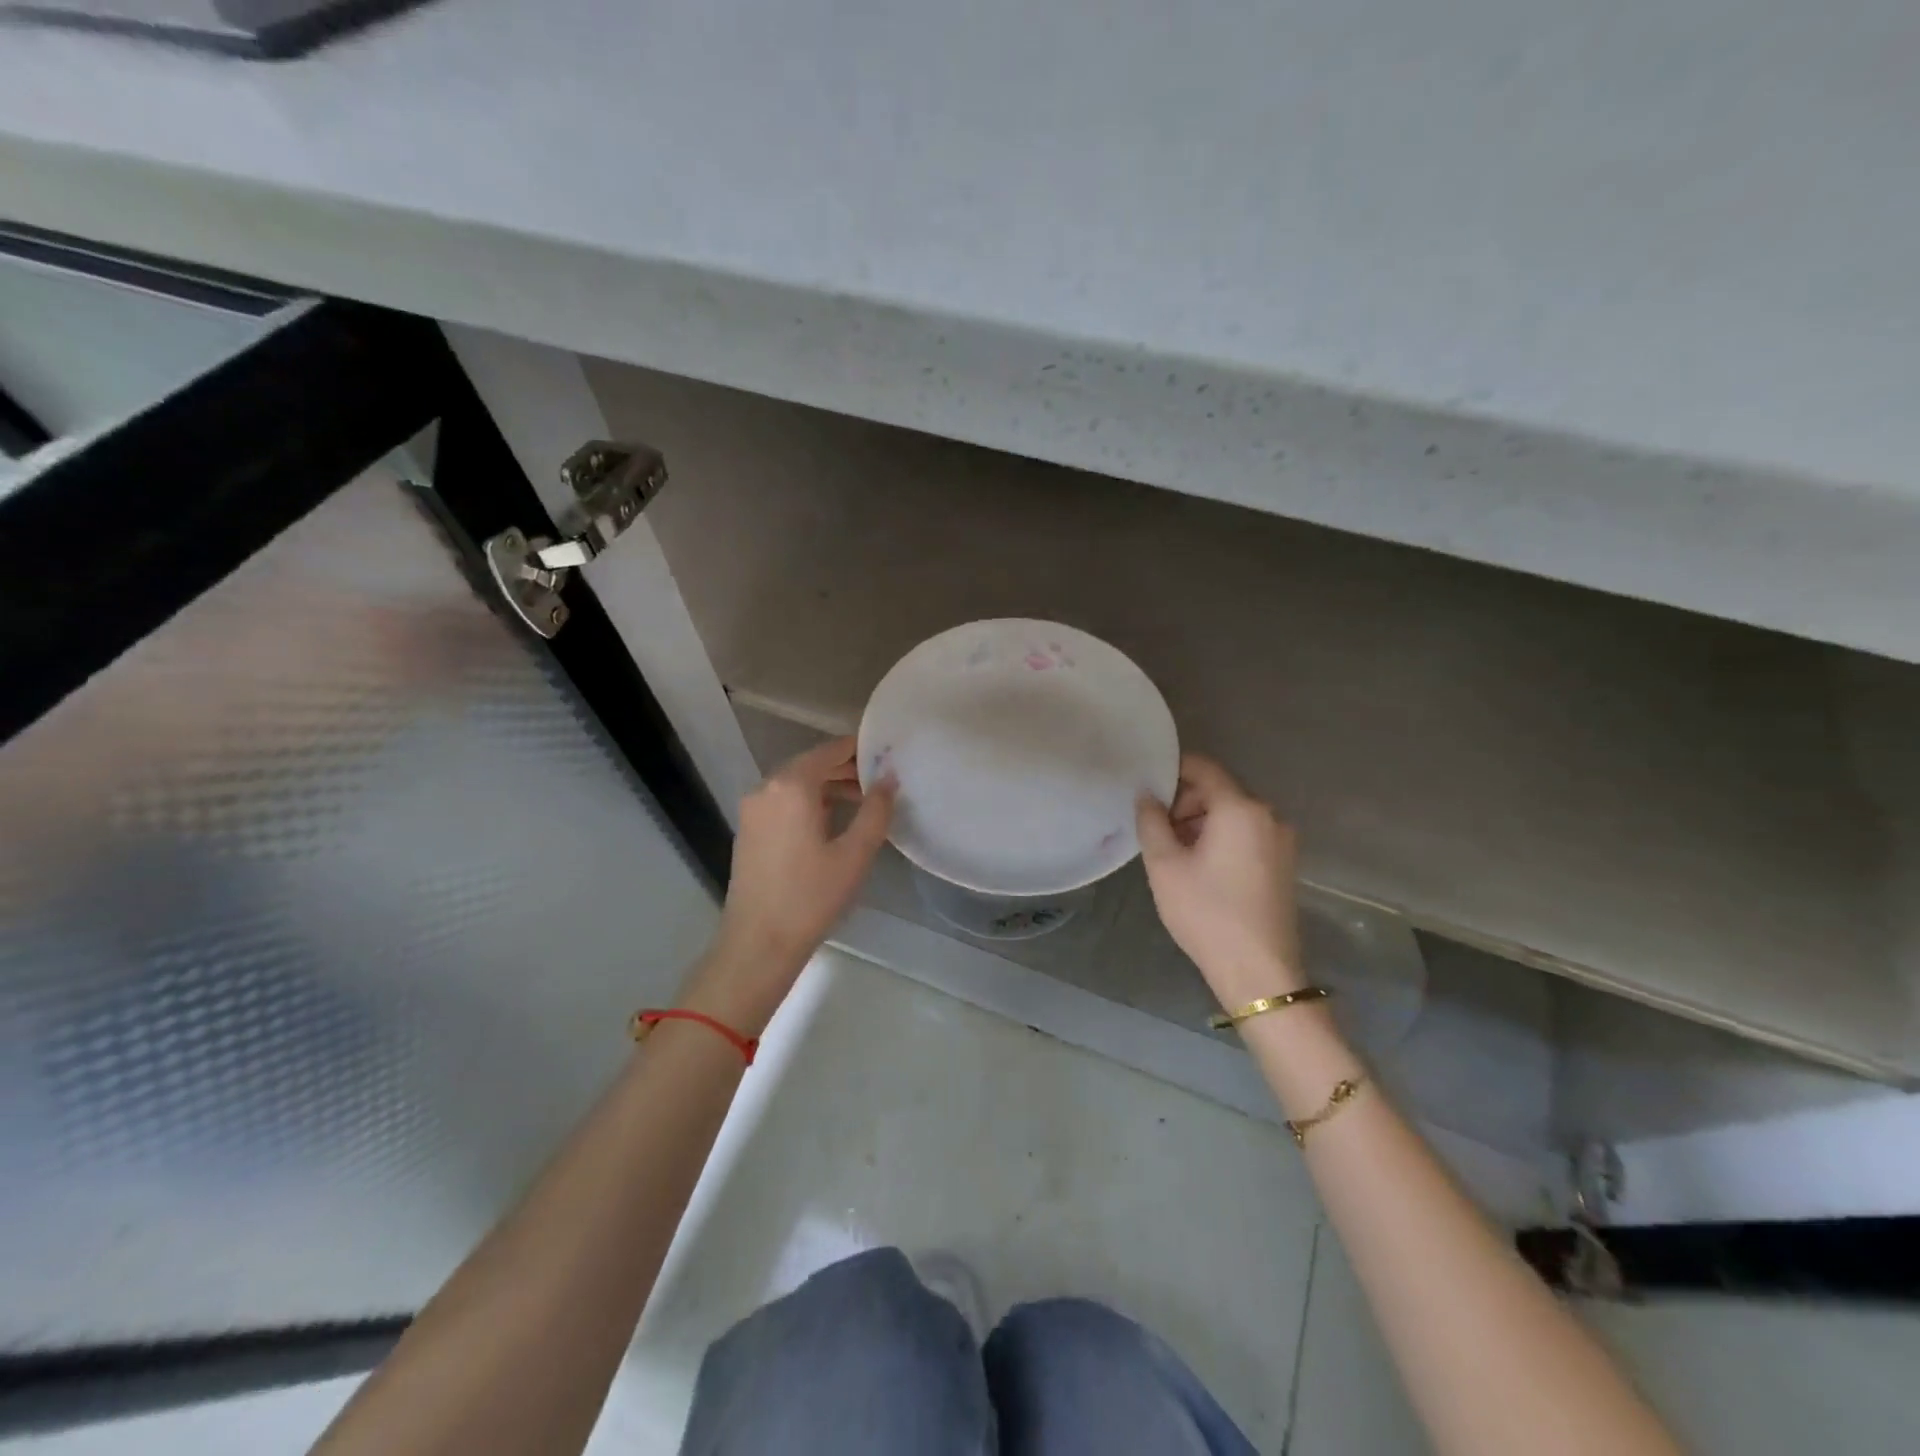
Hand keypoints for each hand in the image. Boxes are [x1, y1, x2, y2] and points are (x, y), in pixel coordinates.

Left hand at [683, 737, 895, 1031]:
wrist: (758, 943)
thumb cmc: (811, 897)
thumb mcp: (855, 853)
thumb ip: (876, 809)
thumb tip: (889, 778)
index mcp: (791, 786)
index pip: (830, 750)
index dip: (860, 749)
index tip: (888, 754)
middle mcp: (766, 788)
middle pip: (812, 764)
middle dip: (846, 768)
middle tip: (881, 781)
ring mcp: (753, 809)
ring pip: (796, 783)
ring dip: (829, 786)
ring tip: (863, 801)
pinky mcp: (749, 829)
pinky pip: (783, 801)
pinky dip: (809, 801)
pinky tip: (833, 821)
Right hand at [1136, 753, 1304, 1010]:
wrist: (1258, 971)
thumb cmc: (1206, 913)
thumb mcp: (1165, 865)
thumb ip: (1151, 821)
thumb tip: (1147, 794)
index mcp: (1240, 809)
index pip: (1204, 768)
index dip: (1172, 770)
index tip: (1146, 787)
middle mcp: (1268, 815)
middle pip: (1219, 791)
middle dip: (1185, 802)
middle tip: (1157, 830)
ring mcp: (1281, 840)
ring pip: (1233, 814)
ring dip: (1201, 822)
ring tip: (1175, 853)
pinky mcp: (1284, 863)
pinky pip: (1247, 834)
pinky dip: (1221, 838)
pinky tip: (1201, 868)